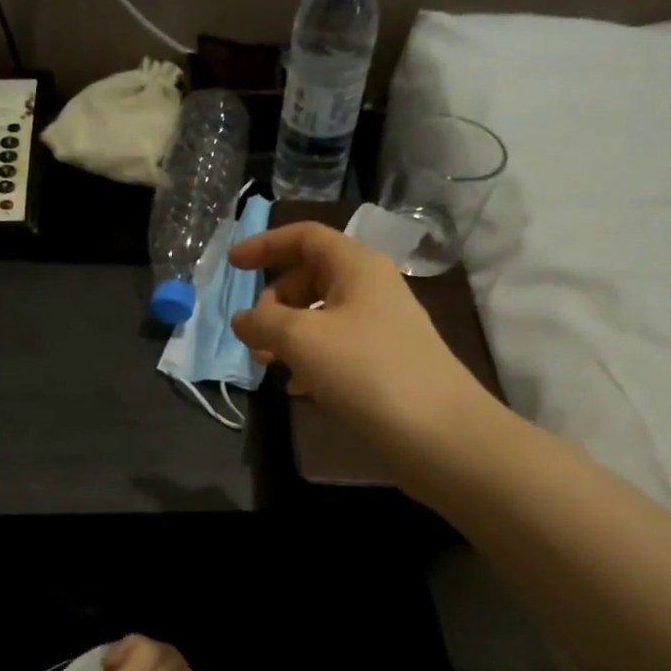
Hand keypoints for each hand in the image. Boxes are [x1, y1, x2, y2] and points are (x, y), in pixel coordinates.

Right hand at [229, 222, 486, 458]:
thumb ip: (263, 322)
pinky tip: (297, 387)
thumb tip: (242, 319)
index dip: (265, 245)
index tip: (232, 267)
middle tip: (254, 335)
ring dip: (288, 334)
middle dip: (275, 302)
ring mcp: (381, 326)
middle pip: (311, 277)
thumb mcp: (302, 340)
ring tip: (268, 363)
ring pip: (321, 316)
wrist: (439, 432)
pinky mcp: (385, 361)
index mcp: (356, 266)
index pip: (305, 237)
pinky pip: (337, 347)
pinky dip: (310, 358)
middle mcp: (371, 287)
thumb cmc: (366, 370)